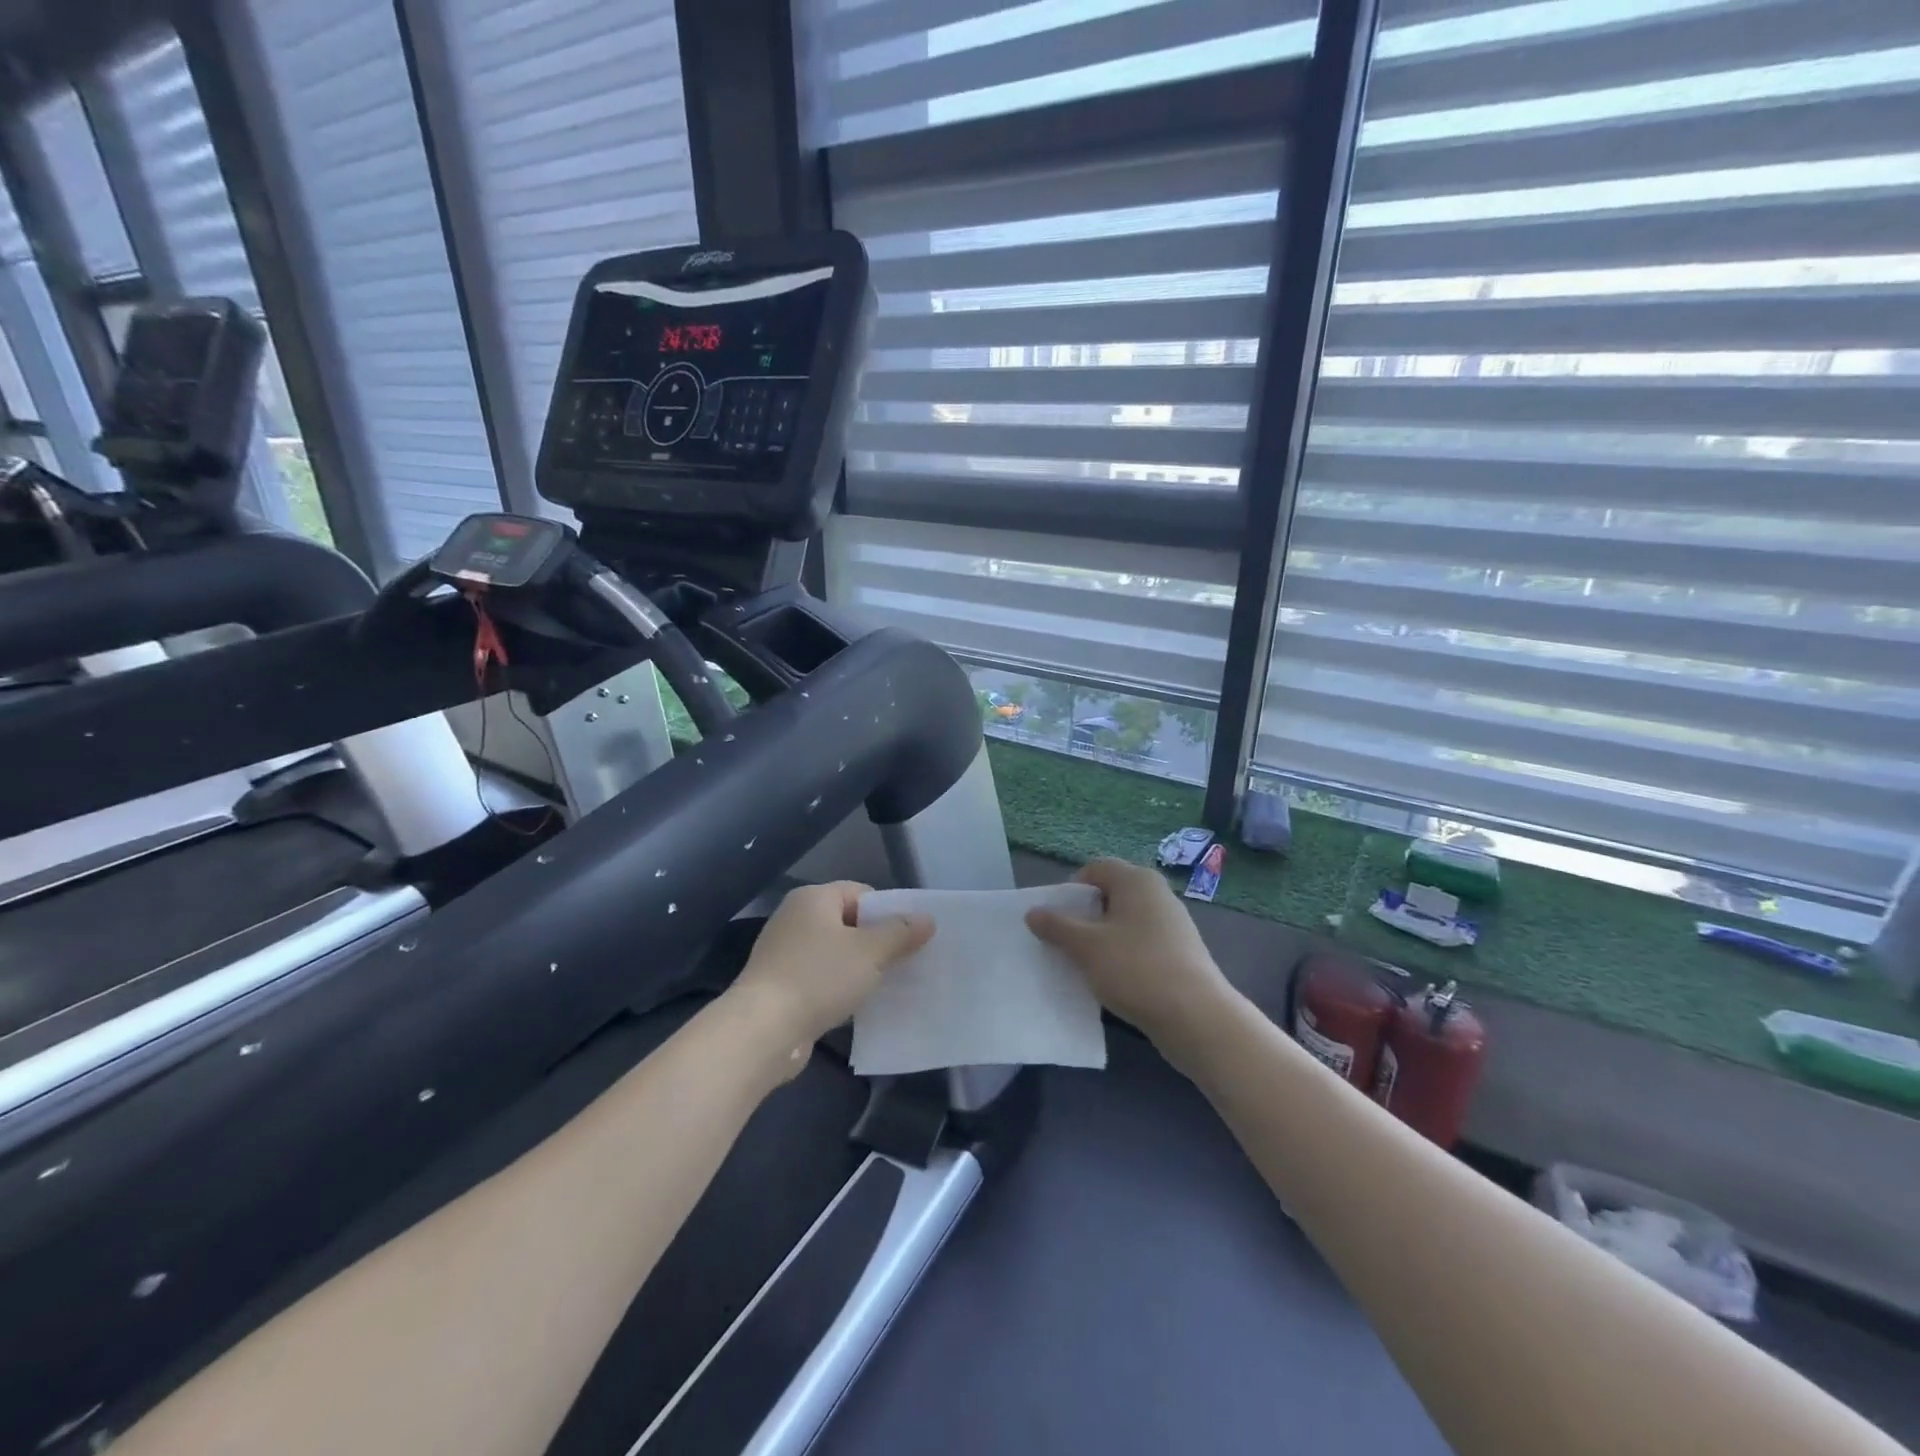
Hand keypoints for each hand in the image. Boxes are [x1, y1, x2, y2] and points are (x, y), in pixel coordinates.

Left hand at [731, 881, 932, 1066]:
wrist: (763, 1030)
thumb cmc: (819, 977)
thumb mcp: (870, 952)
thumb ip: (901, 933)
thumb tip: (927, 918)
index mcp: (813, 898)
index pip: (861, 893)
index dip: (888, 912)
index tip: (910, 937)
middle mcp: (795, 918)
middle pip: (848, 923)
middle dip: (877, 942)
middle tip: (905, 962)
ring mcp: (784, 953)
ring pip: (835, 953)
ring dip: (859, 968)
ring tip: (887, 986)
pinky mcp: (780, 985)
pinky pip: (820, 978)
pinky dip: (839, 988)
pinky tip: (857, 1005)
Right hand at [1027, 859, 1234, 1056]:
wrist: (1196, 1017)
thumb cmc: (1136, 969)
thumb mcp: (1086, 947)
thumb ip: (1056, 926)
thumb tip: (1033, 911)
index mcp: (1136, 880)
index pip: (1094, 869)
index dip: (1070, 890)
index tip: (1057, 921)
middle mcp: (1157, 893)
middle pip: (1110, 894)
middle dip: (1084, 917)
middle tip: (1067, 944)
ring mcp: (1172, 923)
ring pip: (1125, 922)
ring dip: (1102, 939)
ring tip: (1087, 966)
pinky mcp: (1180, 952)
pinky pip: (1141, 943)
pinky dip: (1123, 955)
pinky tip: (1115, 981)